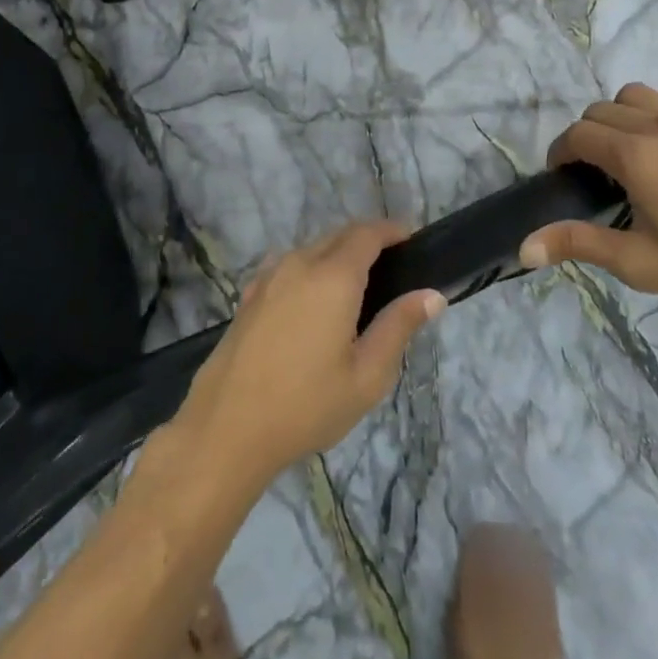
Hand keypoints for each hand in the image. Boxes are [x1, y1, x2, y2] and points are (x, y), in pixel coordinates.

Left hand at [172, 221, 446, 488]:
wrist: (226, 428)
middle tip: (392, 269)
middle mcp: (299, 263)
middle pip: (339, 235)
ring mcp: (268, 277)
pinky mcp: (249, 295)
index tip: (412, 240)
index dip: (392, 230)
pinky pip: (289, 266)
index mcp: (333, 277)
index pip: (367, 233)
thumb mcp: (367, 375)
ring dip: (338, 254)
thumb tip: (431, 295)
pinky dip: (311, 269)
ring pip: (312, 249)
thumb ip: (399, 327)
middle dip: (368, 240)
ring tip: (358, 288)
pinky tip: (315, 304)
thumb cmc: (306, 405)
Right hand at [519, 84, 657, 307]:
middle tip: (592, 174)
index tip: (562, 178)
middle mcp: (657, 125)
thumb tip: (524, 248)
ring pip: (635, 93)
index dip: (560, 152)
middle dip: (584, 135)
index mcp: (634, 157)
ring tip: (626, 149)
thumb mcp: (641, 263)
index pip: (578, 135)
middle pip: (600, 110)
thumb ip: (581, 245)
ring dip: (618, 114)